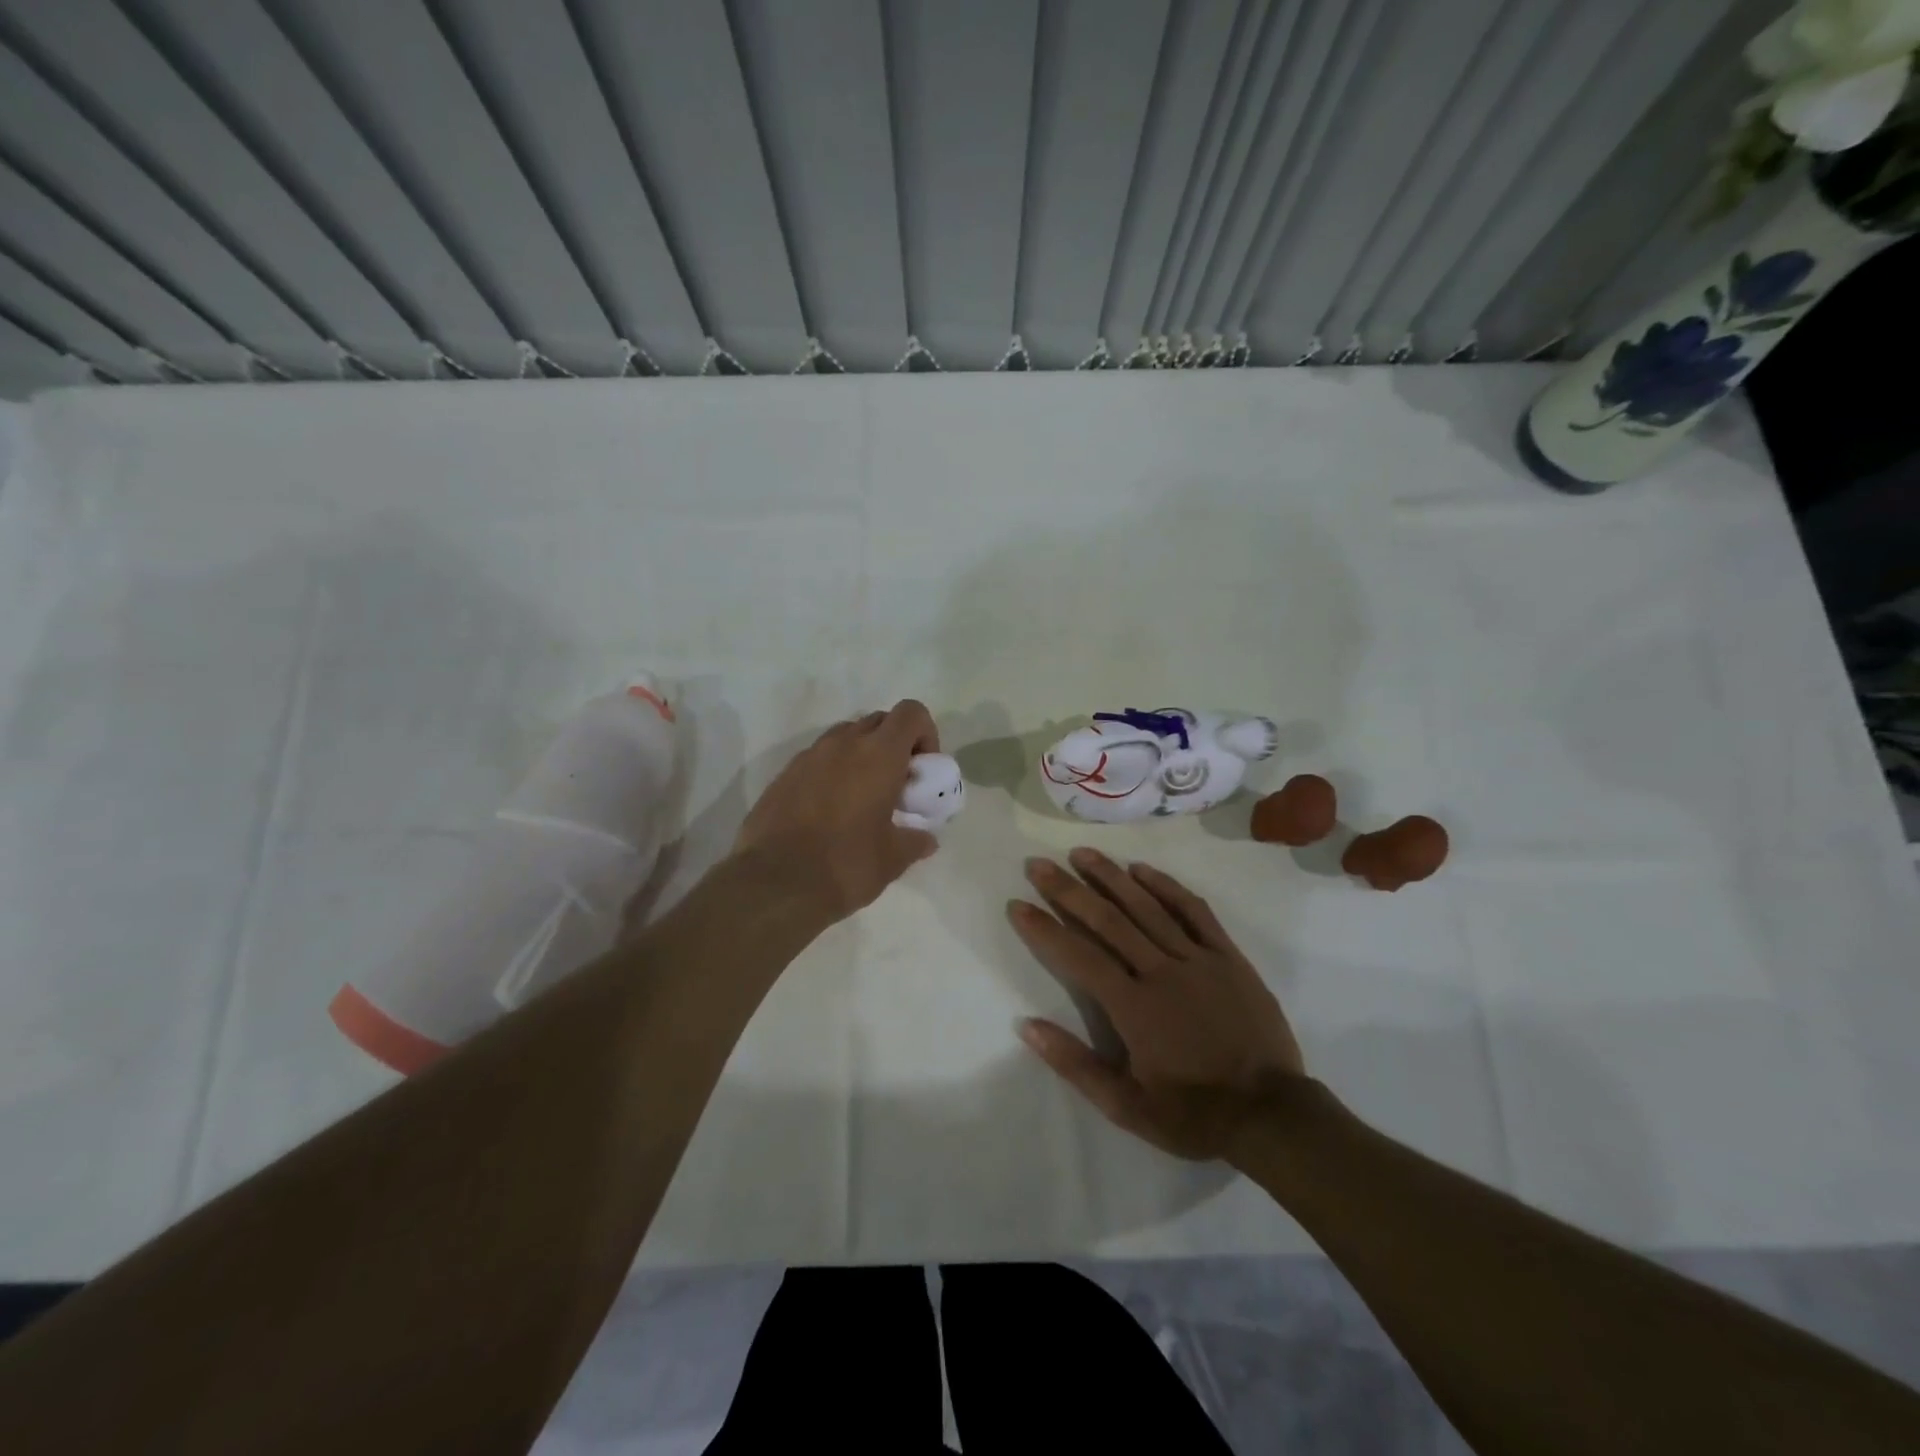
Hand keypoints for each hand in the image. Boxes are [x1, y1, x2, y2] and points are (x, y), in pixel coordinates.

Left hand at [734, 701, 940, 921]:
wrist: (773, 884)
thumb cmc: (845, 865)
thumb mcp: (892, 859)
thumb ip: (915, 841)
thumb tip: (926, 839)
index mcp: (878, 755)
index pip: (911, 713)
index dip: (924, 734)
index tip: (922, 770)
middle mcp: (843, 744)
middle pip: (878, 721)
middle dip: (894, 745)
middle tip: (896, 785)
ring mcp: (809, 756)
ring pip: (845, 737)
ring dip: (861, 756)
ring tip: (862, 798)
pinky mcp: (784, 775)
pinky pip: (818, 759)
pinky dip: (832, 772)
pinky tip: (830, 812)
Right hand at [1009, 849, 1305, 1161]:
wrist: (1271, 1115)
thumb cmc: (1193, 1114)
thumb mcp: (1126, 1107)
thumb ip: (1075, 1064)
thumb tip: (1027, 1025)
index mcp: (1133, 1007)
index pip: (1078, 956)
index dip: (1044, 928)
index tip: (1018, 904)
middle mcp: (1161, 972)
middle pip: (1107, 920)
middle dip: (1068, 889)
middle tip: (1039, 863)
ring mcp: (1198, 959)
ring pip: (1147, 907)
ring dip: (1111, 877)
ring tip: (1082, 853)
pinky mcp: (1228, 957)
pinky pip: (1195, 912)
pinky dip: (1167, 887)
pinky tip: (1142, 870)